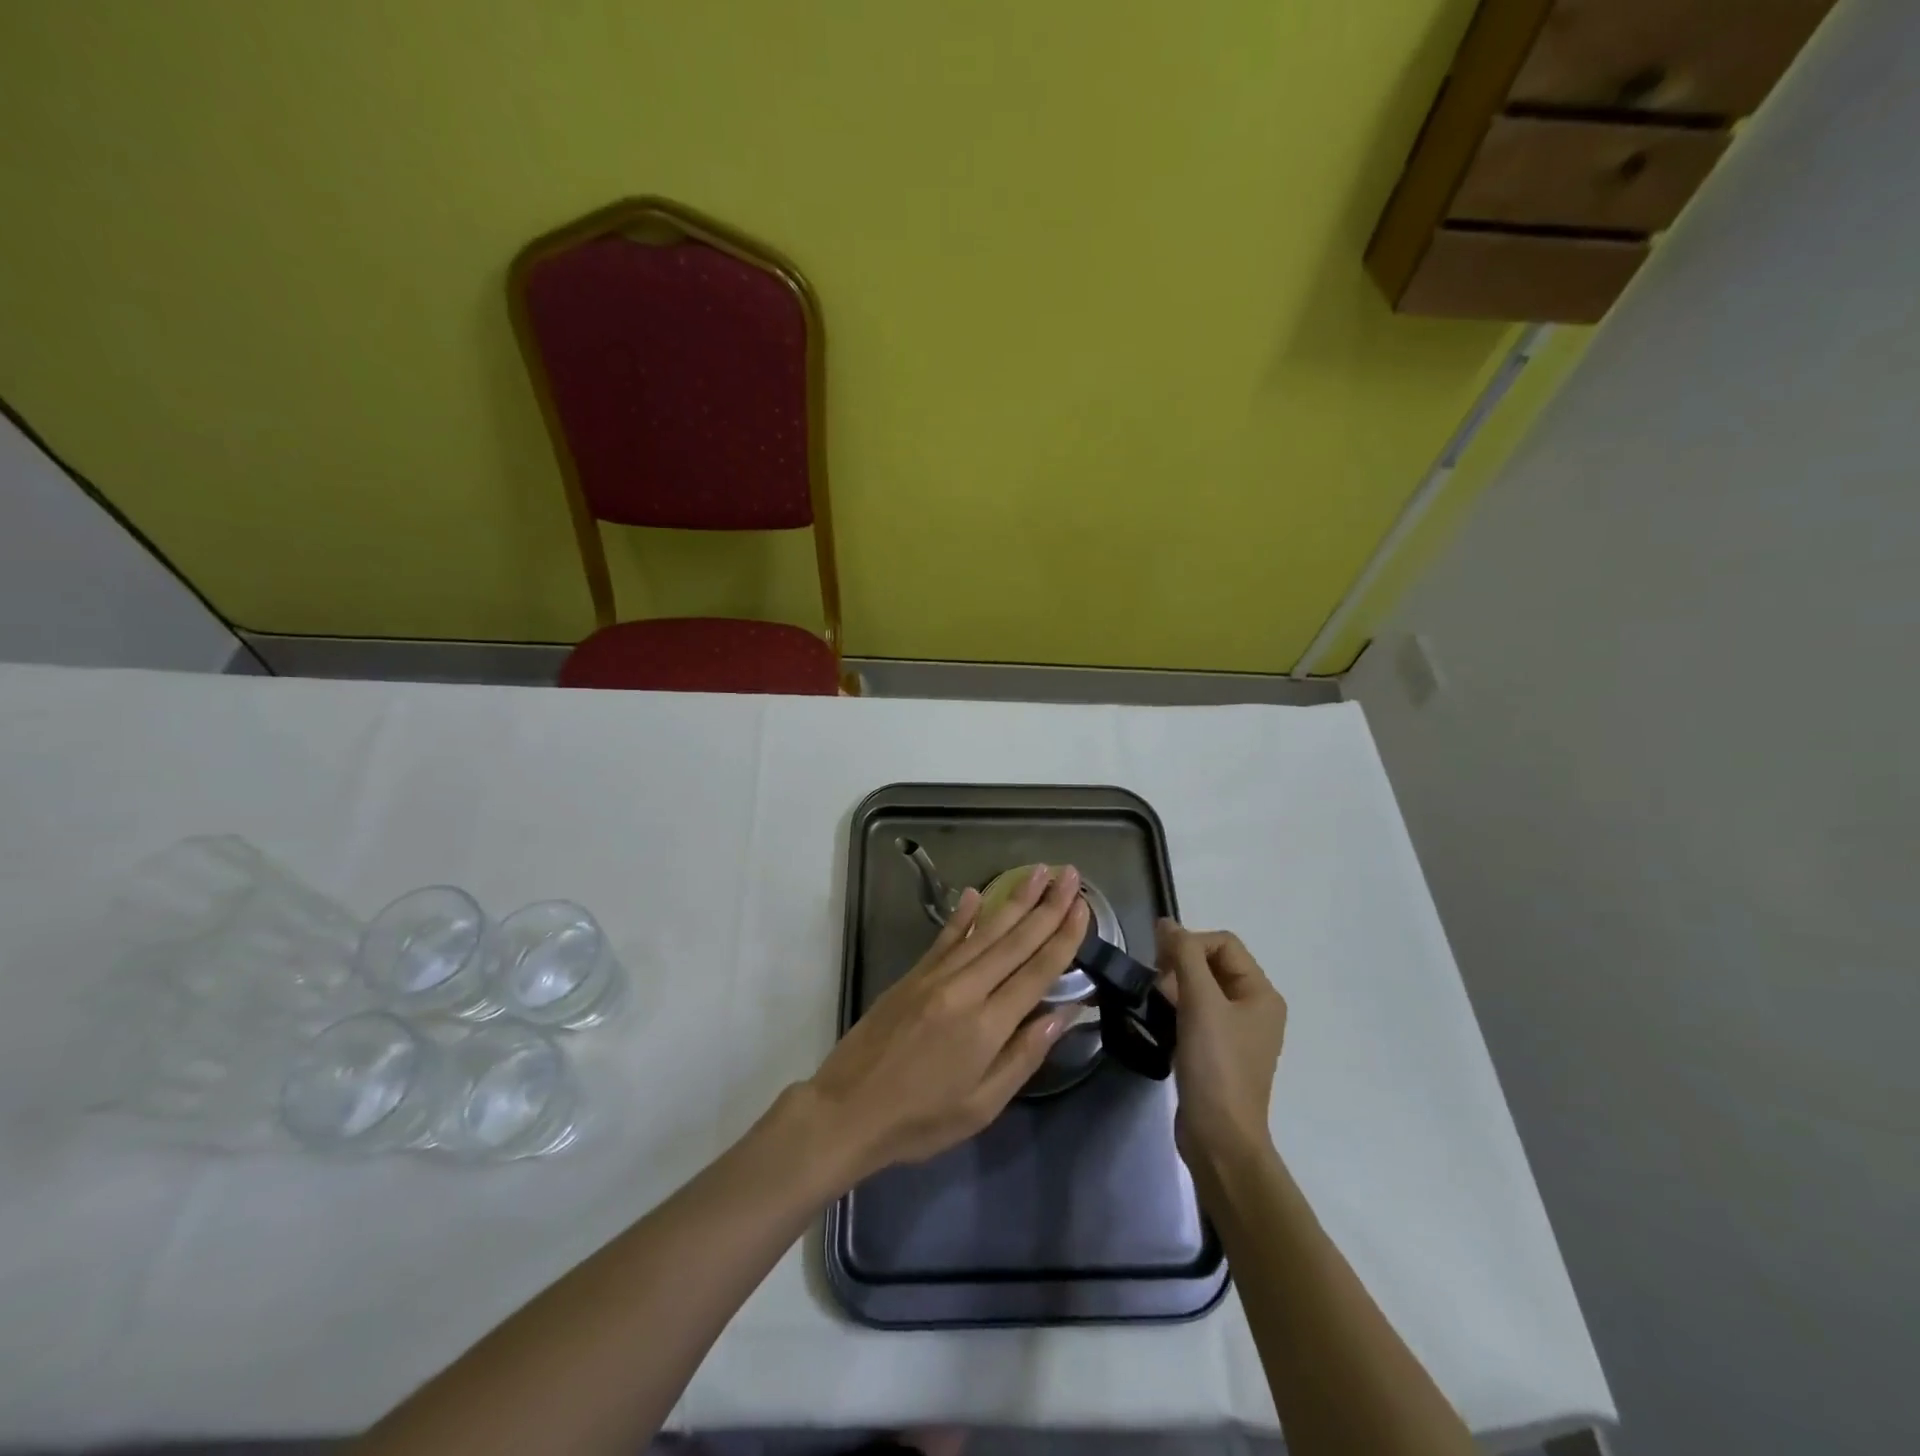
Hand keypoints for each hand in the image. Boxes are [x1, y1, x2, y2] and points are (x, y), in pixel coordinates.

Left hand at [806, 864, 1088, 1181]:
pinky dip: (963, 915)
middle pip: (1015, 941)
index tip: (1083, 907)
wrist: (847, 1110)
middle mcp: (965, 989)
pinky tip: (976, 894)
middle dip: (1047, 906)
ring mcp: (935, 977)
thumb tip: (1063, 1014)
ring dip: (1014, 900)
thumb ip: (1024, 1055)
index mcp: (987, 1025)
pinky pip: (945, 938)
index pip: (1037, 971)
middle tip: (1070, 874)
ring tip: (1038, 872)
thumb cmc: (921, 1120)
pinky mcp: (912, 975)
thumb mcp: (982, 1105)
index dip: (1063, 937)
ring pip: (984, 931)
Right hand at [1156, 921, 1286, 1167]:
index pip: (1223, 943)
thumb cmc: (1216, 1065)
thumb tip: (1166, 923)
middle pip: (1213, 963)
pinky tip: (1160, 1019)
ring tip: (1156, 1001)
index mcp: (1261, 993)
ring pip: (1202, 987)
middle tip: (1156, 984)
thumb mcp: (1199, 1002)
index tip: (1160, 963)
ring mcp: (1237, 1031)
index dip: (1190, 943)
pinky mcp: (1218, 1050)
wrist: (1218, 1137)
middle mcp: (1254, 1007)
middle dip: (1181, 964)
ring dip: (1176, 985)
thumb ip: (1184, 955)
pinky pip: (1197, 1012)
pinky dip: (1178, 1007)